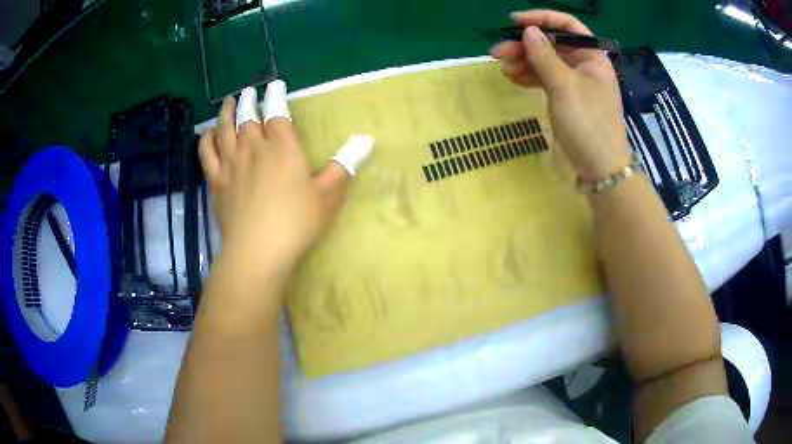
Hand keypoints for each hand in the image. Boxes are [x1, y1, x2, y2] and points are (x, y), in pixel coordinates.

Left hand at [198, 81, 372, 276]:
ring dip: (227, 113)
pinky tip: (208, 134)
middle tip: (248, 91)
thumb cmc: (296, 223)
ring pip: (225, 129)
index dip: (276, 96)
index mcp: (282, 148)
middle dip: (249, 101)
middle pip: (248, 117)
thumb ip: (346, 164)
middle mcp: (253, 148)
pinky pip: (207, 153)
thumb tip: (367, 139)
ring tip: (229, 101)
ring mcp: (231, 164)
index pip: (277, 112)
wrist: (257, 252)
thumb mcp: (329, 195)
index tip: (274, 85)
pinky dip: (207, 140)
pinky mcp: (216, 182)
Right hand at [490, 10, 630, 179]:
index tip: (515, 21)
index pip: (568, 25)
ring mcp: (573, 80)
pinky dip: (529, 76)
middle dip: (525, 45)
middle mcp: (584, 64)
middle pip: (552, 44)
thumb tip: (528, 30)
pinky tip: (513, 78)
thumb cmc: (589, 124)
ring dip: (523, 62)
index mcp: (592, 56)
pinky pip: (544, 78)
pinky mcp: (565, 95)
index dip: (542, 18)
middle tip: (498, 51)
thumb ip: (545, 57)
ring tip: (502, 68)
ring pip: (545, 61)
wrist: (599, 168)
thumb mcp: (565, 88)